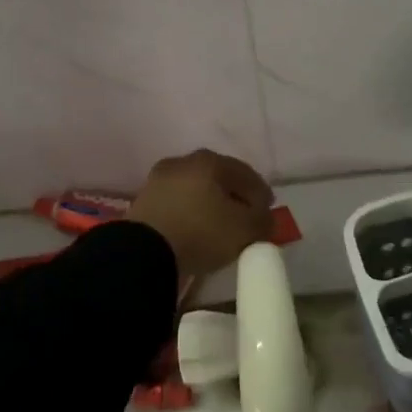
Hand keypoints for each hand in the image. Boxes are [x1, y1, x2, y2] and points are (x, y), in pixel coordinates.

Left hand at [125, 149, 274, 284]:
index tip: (268, 210)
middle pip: (218, 177)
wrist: (144, 251)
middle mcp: (183, 162)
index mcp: (210, 160)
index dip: (260, 192)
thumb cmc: (202, 231)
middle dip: (234, 195)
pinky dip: (190, 213)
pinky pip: (177, 204)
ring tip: (219, 225)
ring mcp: (159, 180)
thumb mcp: (245, 229)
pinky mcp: (143, 201)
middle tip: (245, 215)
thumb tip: (265, 217)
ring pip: (195, 190)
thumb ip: (263, 220)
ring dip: (209, 204)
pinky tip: (195, 229)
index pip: (244, 172)